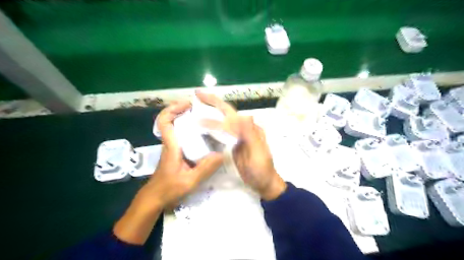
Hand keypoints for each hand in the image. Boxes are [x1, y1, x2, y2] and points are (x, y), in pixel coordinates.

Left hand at [146, 100, 223, 207]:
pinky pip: (182, 136)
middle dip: (183, 110)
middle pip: (171, 120)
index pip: (165, 122)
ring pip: (177, 128)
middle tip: (201, 109)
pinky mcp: (176, 153)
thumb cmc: (169, 189)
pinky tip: (205, 136)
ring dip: (187, 119)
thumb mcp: (190, 181)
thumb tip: (221, 154)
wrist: (155, 198)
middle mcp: (171, 143)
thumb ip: (205, 168)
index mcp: (171, 146)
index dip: (173, 109)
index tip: (187, 104)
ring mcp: (172, 148)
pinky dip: (191, 131)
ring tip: (206, 119)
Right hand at [195, 92, 286, 200]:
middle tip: (198, 94)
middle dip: (213, 102)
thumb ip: (251, 134)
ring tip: (197, 104)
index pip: (231, 117)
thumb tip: (244, 114)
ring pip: (223, 119)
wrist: (263, 182)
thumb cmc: (262, 169)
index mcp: (250, 128)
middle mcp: (244, 128)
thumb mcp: (258, 152)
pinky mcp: (233, 143)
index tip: (199, 119)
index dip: (216, 115)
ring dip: (212, 110)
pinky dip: (212, 124)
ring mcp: (238, 135)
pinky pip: (222, 131)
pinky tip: (204, 123)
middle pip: (227, 112)